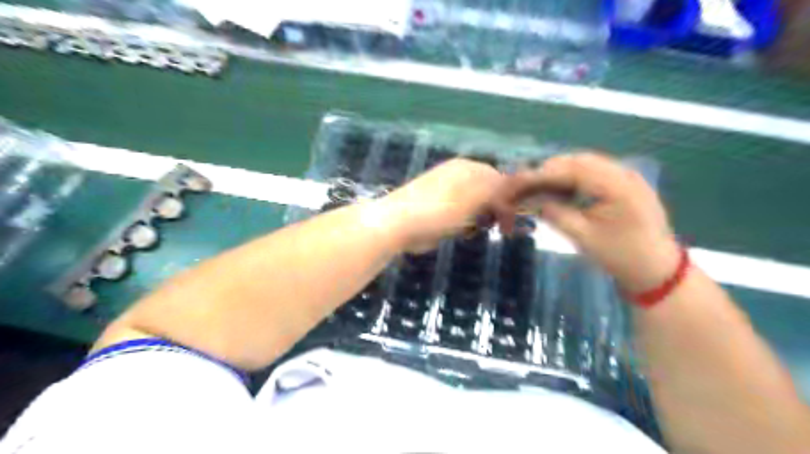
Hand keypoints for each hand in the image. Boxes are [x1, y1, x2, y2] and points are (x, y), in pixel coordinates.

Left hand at [378, 157, 504, 250]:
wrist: (396, 224)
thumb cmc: (439, 209)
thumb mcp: (474, 197)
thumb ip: (499, 190)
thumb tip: (519, 185)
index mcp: (468, 168)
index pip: (501, 180)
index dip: (510, 200)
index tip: (514, 220)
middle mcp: (459, 176)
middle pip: (489, 193)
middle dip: (496, 211)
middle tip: (500, 229)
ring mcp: (447, 192)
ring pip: (477, 207)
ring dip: (481, 220)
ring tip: (474, 229)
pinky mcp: (439, 209)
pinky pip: (463, 216)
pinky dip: (466, 225)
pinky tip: (460, 232)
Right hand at [497, 152, 678, 293]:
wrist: (657, 269)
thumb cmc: (620, 255)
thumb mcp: (583, 237)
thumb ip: (554, 213)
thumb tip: (529, 200)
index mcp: (616, 185)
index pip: (572, 169)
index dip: (543, 173)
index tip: (520, 181)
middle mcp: (624, 173)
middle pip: (579, 161)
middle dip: (550, 170)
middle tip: (527, 183)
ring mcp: (628, 177)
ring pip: (587, 164)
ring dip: (562, 172)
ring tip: (540, 185)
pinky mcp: (626, 184)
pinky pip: (595, 172)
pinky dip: (574, 177)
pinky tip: (562, 188)